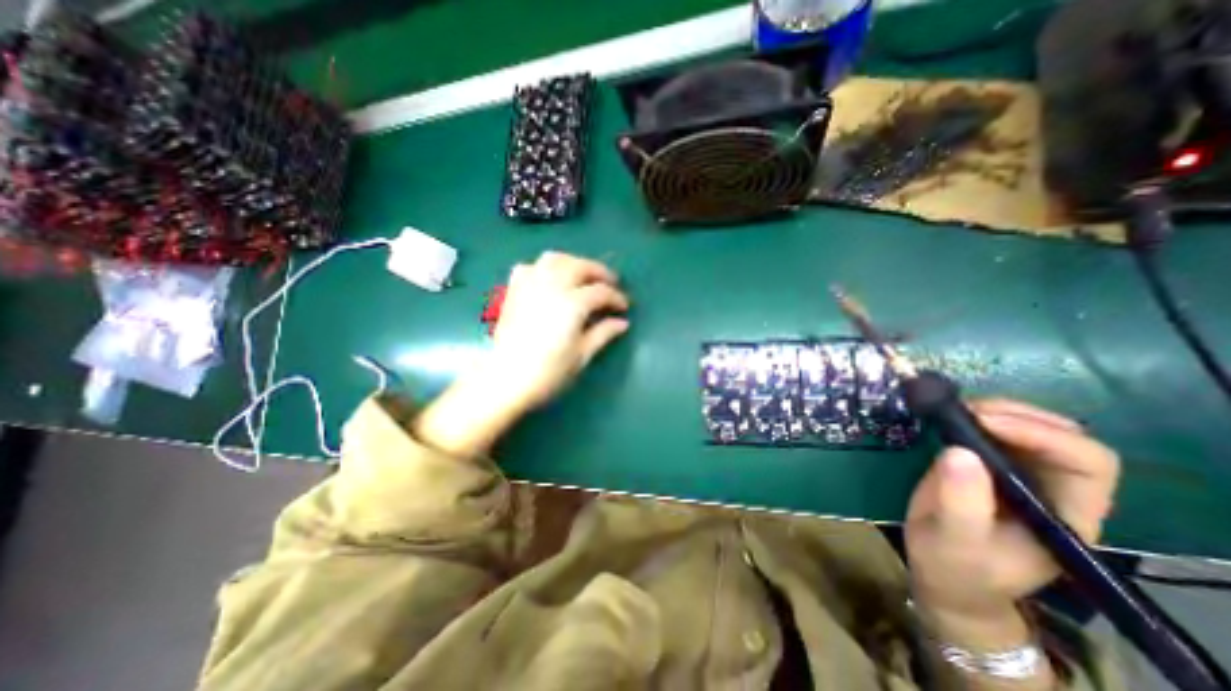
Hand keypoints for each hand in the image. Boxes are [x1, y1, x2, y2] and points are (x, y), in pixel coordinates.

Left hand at [414, 253, 629, 458]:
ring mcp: (530, 285)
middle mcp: (551, 286)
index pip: (601, 292)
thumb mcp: (581, 355)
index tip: (624, 307)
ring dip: (574, 263)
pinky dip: (544, 268)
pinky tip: (550, 279)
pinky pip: (530, 267)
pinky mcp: (514, 291)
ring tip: (583, 276)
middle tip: (611, 283)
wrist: (505, 379)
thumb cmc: (548, 372)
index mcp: (572, 304)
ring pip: (554, 259)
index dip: (616, 298)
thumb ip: (603, 333)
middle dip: (599, 272)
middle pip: (580, 266)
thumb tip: (622, 323)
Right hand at [900, 399, 1122, 619]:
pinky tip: (949, 417)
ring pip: (1029, 426)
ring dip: (994, 410)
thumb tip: (958, 451)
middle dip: (1017, 415)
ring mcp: (1020, 475)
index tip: (984, 423)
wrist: (946, 576)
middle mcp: (1053, 489)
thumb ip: (961, 503)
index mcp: (1065, 514)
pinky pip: (993, 431)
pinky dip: (973, 416)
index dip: (1042, 435)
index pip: (1086, 463)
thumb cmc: (956, 566)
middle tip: (966, 411)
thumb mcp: (955, 541)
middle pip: (1062, 436)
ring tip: (953, 411)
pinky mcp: (987, 465)